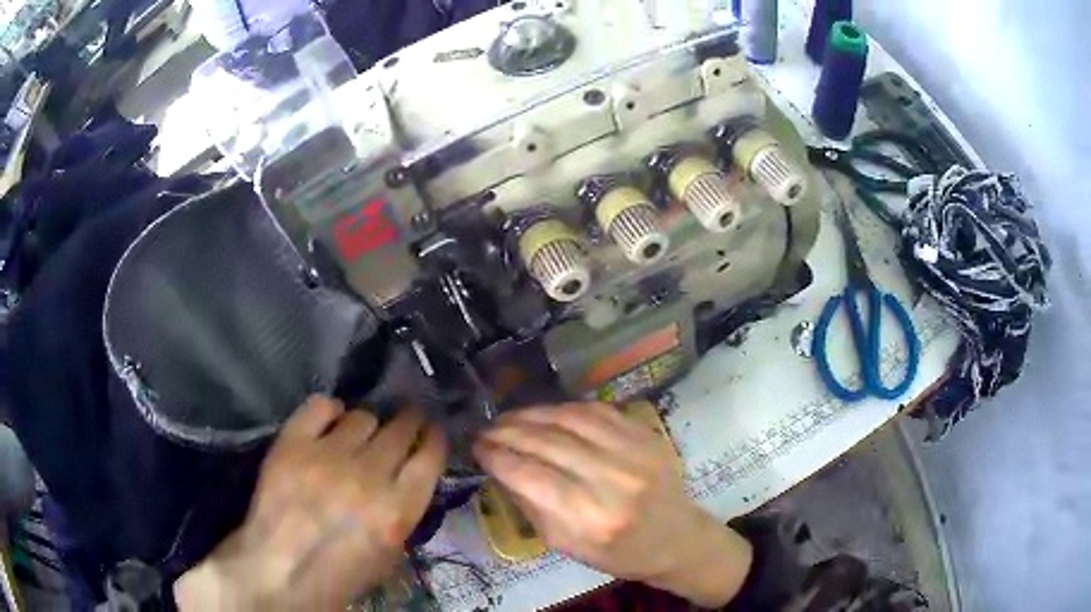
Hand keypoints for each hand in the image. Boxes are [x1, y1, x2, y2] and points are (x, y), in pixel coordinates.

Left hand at [175, 397, 446, 610]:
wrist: (279, 569)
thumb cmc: (339, 573)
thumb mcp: (389, 555)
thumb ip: (403, 512)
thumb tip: (407, 476)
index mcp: (397, 509)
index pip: (429, 456)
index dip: (433, 439)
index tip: (430, 433)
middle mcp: (367, 475)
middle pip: (400, 428)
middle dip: (407, 422)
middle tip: (403, 423)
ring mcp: (327, 455)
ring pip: (362, 416)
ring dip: (366, 424)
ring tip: (357, 434)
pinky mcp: (293, 443)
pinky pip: (321, 405)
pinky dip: (329, 411)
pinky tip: (328, 423)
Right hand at [474, 403, 752, 607]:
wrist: (676, 537)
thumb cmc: (619, 553)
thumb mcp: (567, 546)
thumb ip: (532, 506)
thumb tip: (501, 467)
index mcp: (591, 519)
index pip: (531, 477)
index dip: (497, 457)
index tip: (476, 447)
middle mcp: (613, 481)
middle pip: (547, 443)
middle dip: (508, 432)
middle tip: (485, 430)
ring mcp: (634, 452)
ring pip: (569, 419)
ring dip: (531, 414)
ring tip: (507, 418)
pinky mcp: (645, 435)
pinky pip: (596, 411)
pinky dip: (563, 408)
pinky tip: (544, 413)